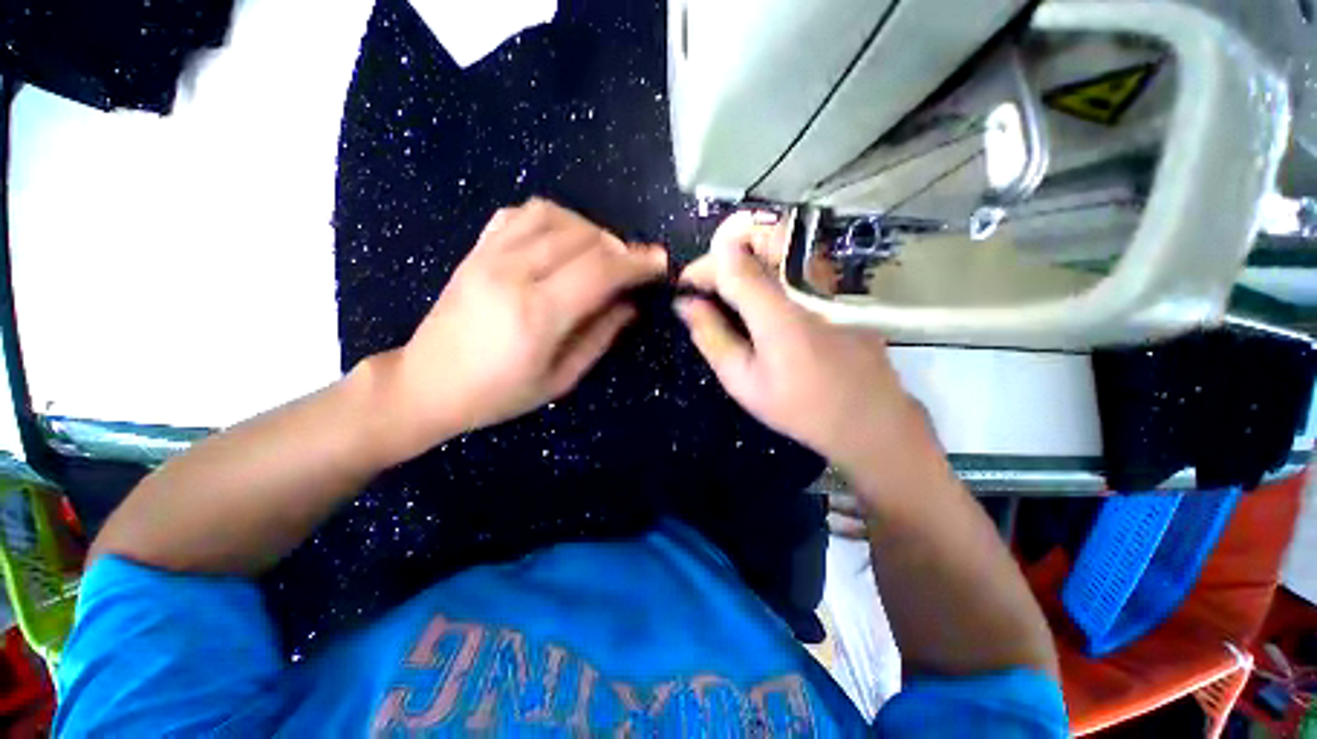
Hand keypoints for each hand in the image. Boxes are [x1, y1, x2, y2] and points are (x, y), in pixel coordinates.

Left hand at [390, 199, 666, 447]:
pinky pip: (520, 214)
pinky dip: (553, 219)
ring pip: (553, 216)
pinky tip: (561, 240)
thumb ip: (600, 337)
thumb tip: (631, 305)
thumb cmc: (499, 393)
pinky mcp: (476, 250)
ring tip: (600, 254)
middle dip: (619, 248)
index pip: (599, 271)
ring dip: (589, 229)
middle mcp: (513, 274)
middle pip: (582, 237)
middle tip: (633, 267)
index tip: (660, 262)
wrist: (427, 383)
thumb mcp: (560, 379)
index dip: (636, 263)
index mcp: (537, 314)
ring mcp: (489, 256)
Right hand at [675, 211, 925, 475]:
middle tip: (710, 283)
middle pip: (759, 234)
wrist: (869, 417)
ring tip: (731, 289)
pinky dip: (770, 264)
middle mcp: (807, 284)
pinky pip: (799, 257)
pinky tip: (763, 296)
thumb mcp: (743, 381)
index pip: (731, 262)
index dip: (702, 268)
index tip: (686, 287)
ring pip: (782, 240)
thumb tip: (685, 304)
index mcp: (778, 312)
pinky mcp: (842, 285)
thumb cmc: (800, 406)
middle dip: (725, 251)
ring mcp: (831, 280)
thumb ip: (711, 336)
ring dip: (747, 254)